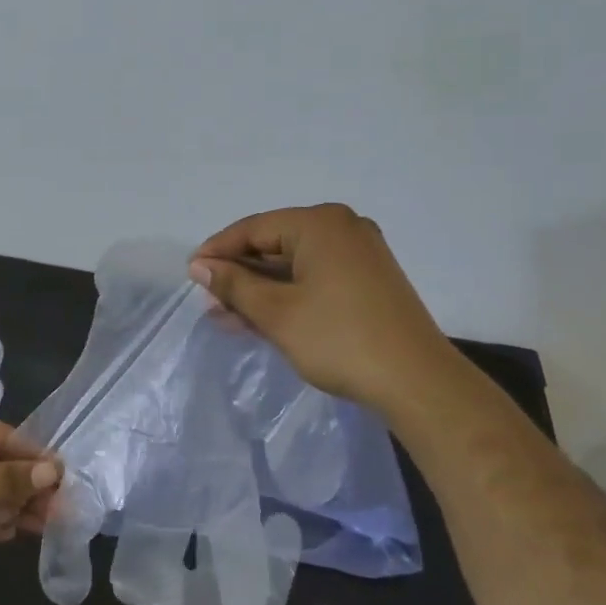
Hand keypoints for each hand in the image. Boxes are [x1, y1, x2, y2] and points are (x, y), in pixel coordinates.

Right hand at [189, 204, 458, 415]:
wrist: (415, 381)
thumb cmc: (338, 339)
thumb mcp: (276, 312)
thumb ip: (234, 284)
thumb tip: (199, 266)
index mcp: (320, 223)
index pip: (253, 228)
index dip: (217, 251)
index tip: (190, 275)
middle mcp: (342, 228)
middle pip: (274, 244)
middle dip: (239, 275)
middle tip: (208, 302)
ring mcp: (359, 254)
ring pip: (293, 265)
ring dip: (259, 289)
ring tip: (227, 316)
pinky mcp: (368, 280)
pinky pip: (314, 277)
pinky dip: (286, 295)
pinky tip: (260, 318)